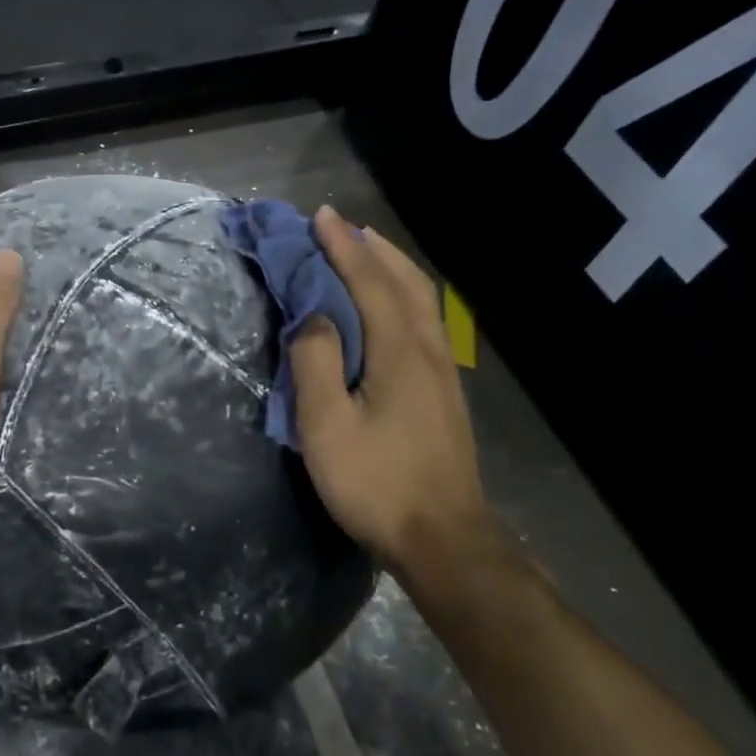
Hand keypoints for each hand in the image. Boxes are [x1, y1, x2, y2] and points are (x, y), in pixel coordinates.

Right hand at [290, 206, 490, 576]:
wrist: (443, 538)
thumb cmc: (376, 483)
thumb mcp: (327, 427)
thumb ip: (316, 363)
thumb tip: (311, 315)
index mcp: (398, 352)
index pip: (368, 283)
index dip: (342, 247)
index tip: (320, 216)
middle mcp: (428, 350)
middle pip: (404, 282)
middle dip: (371, 249)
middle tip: (341, 227)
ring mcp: (443, 371)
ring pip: (422, 300)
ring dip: (392, 268)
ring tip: (366, 252)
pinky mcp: (445, 392)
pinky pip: (425, 321)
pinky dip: (403, 294)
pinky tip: (390, 306)